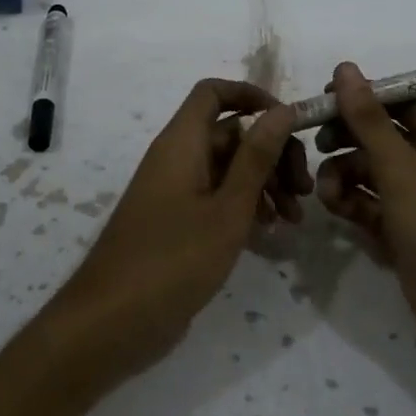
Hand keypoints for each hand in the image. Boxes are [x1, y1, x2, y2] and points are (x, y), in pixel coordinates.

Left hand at [46, 79, 307, 384]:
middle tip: (304, 188)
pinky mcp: (177, 222)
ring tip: (295, 219)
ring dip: (265, 183)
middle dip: (272, 153)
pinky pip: (217, 197)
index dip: (252, 96)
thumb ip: (256, 157)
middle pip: (231, 133)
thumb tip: (282, 109)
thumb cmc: (173, 260)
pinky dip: (245, 206)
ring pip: (228, 168)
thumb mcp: (227, 208)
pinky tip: (270, 233)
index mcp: (182, 142)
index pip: (214, 92)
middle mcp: (177, 157)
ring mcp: (175, 191)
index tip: (289, 122)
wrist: (111, 323)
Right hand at [314, 61, 415, 379]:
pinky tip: (337, 211)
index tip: (321, 103)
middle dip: (347, 141)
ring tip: (326, 194)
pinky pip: (372, 204)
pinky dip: (353, 203)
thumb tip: (345, 68)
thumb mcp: (402, 170)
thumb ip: (368, 120)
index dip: (360, 99)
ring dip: (344, 175)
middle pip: (381, 136)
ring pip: (371, 171)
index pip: (399, 102)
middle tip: (315, 147)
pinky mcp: (407, 231)